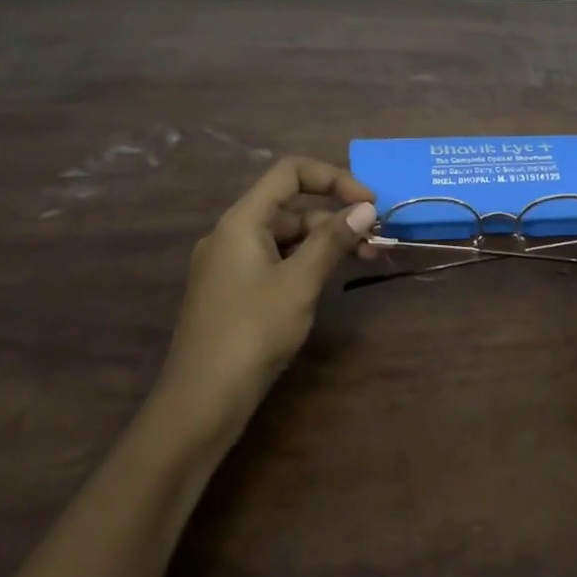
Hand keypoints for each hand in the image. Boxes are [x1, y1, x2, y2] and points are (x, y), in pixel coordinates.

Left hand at [158, 156, 375, 435]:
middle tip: (376, 242)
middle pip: (291, 207)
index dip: (333, 178)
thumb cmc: (252, 333)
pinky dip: (306, 263)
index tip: (368, 202)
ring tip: (366, 260)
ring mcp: (230, 264)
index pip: (290, 173)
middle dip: (337, 218)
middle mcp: (232, 234)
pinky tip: (329, 281)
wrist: (200, 403)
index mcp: (241, 221)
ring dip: (326, 243)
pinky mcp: (233, 292)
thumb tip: (366, 208)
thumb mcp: (299, 283)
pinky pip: (275, 261)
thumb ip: (332, 241)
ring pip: (286, 237)